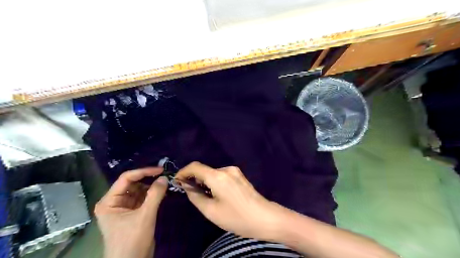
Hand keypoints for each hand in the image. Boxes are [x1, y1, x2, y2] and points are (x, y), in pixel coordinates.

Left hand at [94, 168, 167, 257]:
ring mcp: (123, 207)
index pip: (126, 179)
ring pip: (139, 190)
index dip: (143, 172)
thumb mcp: (145, 216)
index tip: (160, 170)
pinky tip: (162, 191)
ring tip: (165, 182)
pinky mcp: (132, 212)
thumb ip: (155, 194)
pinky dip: (152, 194)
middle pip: (132, 183)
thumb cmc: (132, 240)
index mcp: (109, 201)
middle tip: (164, 175)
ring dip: (151, 186)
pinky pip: (143, 198)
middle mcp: (114, 202)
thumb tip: (164, 177)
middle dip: (148, 179)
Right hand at [175, 161, 279, 239]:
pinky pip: (222, 176)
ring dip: (205, 182)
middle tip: (190, 193)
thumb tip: (187, 186)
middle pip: (204, 170)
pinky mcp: (240, 176)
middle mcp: (226, 169)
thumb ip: (195, 196)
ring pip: (213, 173)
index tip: (177, 181)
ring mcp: (235, 171)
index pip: (195, 166)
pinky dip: (214, 182)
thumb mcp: (211, 211)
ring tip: (205, 197)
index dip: (183, 172)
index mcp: (217, 176)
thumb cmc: (236, 217)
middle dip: (194, 179)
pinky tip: (217, 195)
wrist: (264, 218)